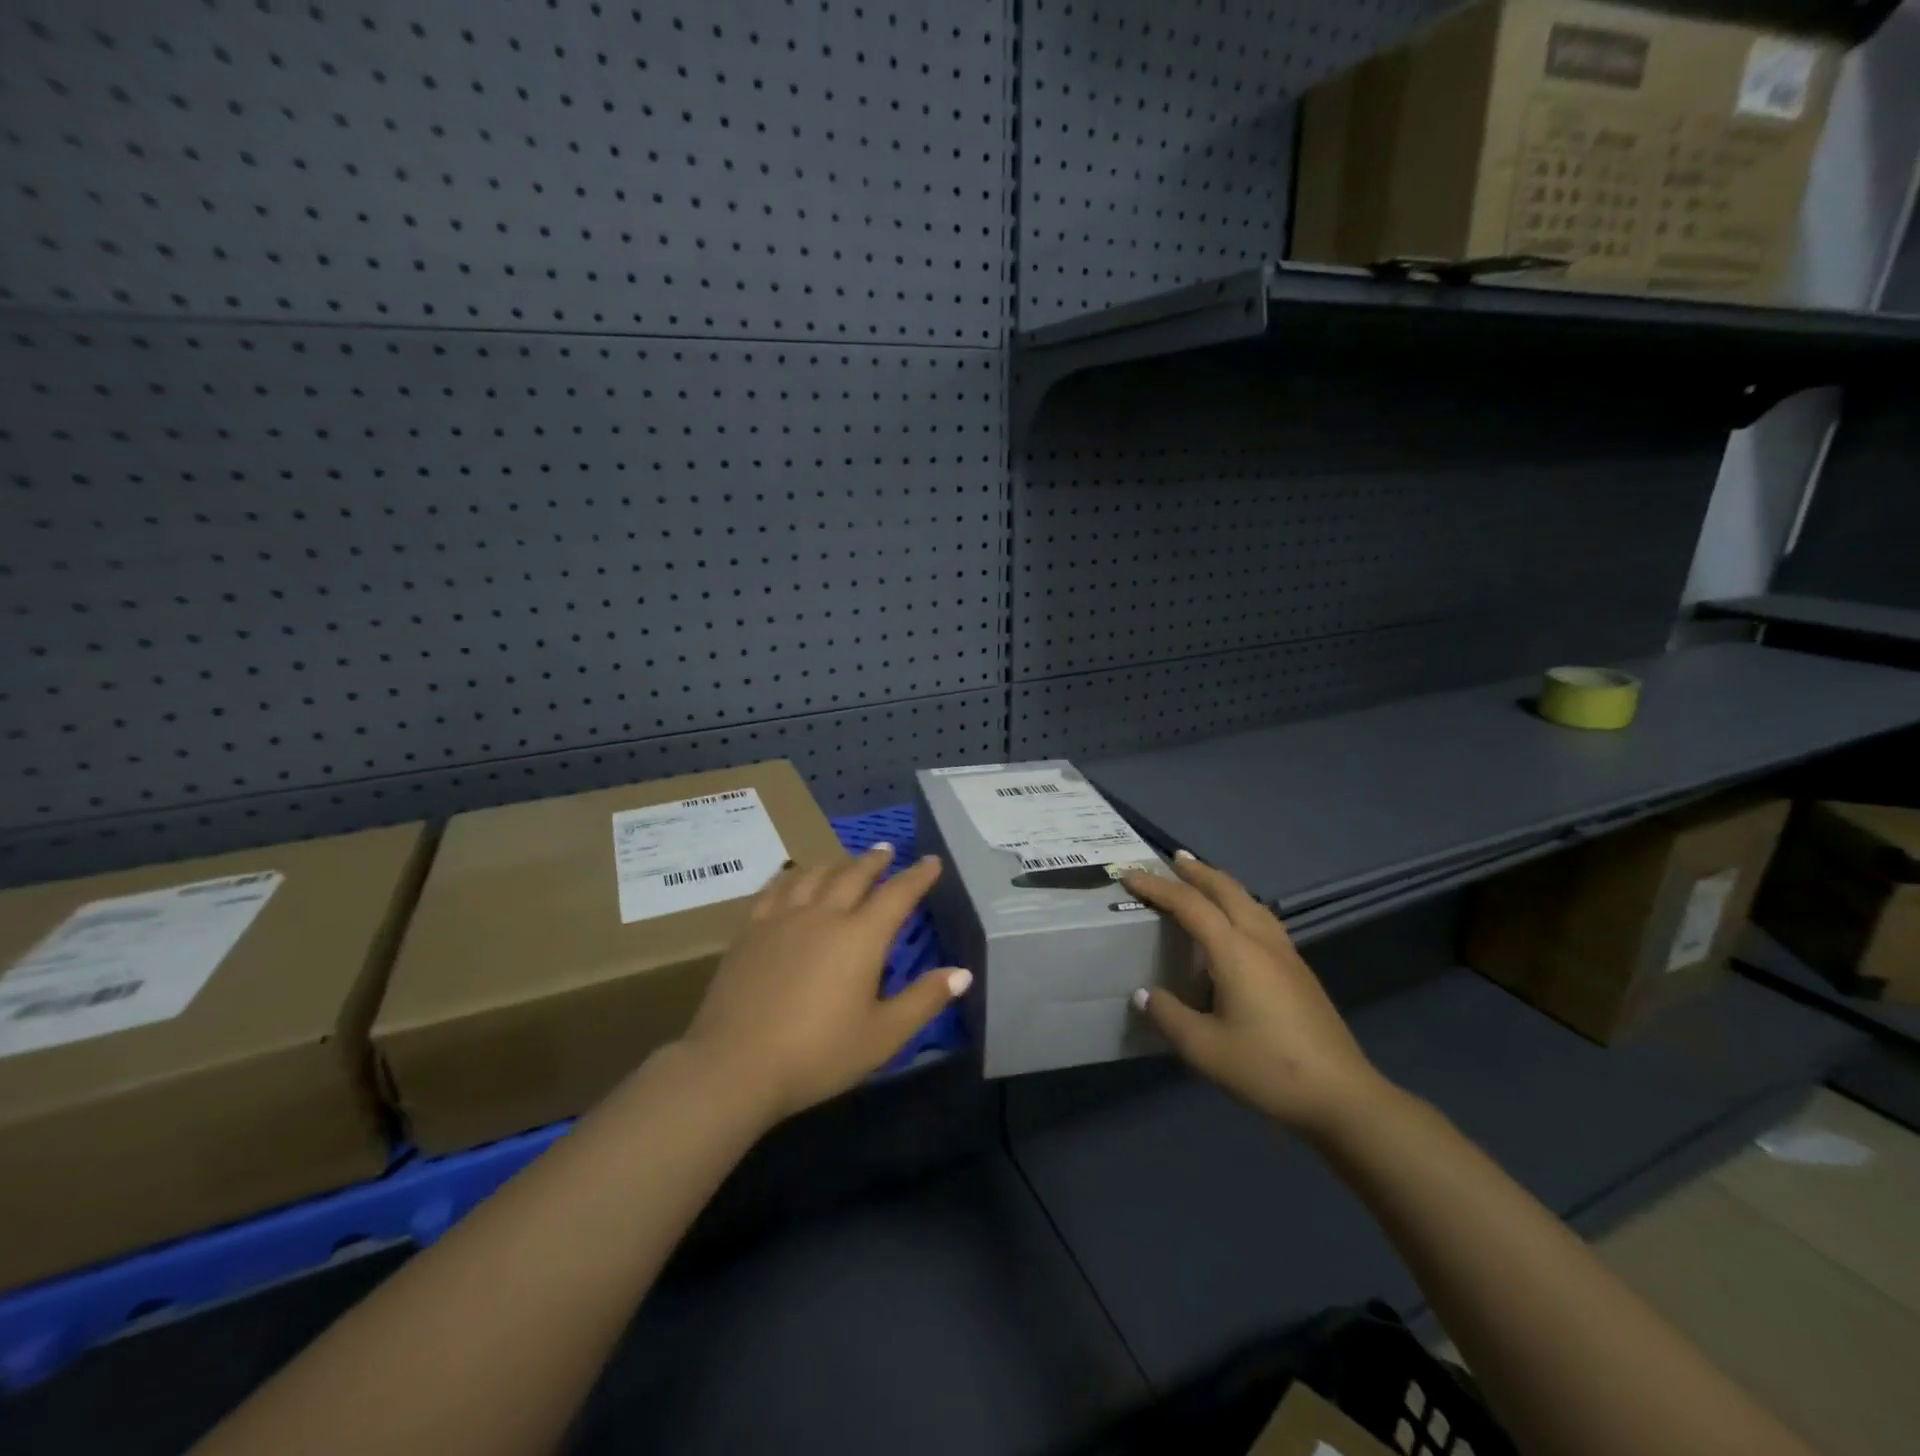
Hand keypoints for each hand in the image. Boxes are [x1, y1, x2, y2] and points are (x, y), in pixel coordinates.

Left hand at [681, 843, 968, 1122]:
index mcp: (861, 937)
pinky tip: (792, 876)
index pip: (898, 894)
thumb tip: (962, 972)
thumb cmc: (818, 1054)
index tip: (931, 861)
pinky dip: (791, 875)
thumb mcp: (883, 1036)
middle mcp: (824, 915)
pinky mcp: (750, 929)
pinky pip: (775, 888)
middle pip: (854, 874)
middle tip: (887, 849)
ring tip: (844, 860)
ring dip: (836, 862)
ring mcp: (783, 918)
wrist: (735, 1065)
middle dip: (875, 860)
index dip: (918, 876)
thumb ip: (924, 1000)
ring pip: (814, 875)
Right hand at [1122, 853, 1388, 1139]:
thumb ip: (1168, 1016)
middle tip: (1173, 859)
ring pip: (1250, 902)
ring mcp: (1286, 954)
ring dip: (1222, 885)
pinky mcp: (1299, 971)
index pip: (1189, 905)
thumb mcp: (1204, 1049)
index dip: (1157, 887)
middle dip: (1198, 871)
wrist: (1342, 1096)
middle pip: (1227, 890)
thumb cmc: (1268, 1069)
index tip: (1129, 876)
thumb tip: (1144, 994)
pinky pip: (1263, 919)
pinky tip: (1237, 924)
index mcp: (1235, 951)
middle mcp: (1261, 941)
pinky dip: (1240, 905)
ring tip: (1203, 881)